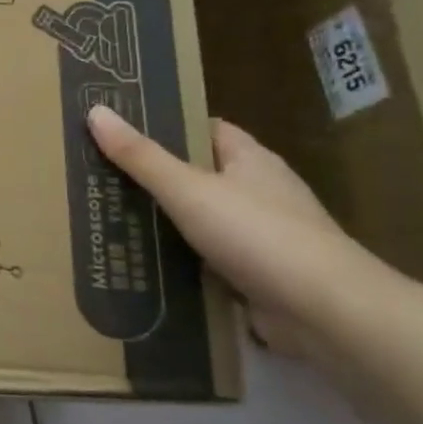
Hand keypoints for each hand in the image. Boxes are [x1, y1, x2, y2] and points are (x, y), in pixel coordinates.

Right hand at [86, 106, 381, 355]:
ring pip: (201, 220)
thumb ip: (140, 156)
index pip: (206, 129)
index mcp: (252, 160)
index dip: (166, 125)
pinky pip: (207, 259)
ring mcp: (262, 237)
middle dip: (154, 177)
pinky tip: (141, 264)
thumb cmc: (258, 234)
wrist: (326, 312)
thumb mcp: (187, 189)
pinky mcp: (258, 276)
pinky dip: (178, 261)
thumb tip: (95, 111)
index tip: (120, 129)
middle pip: (199, 175)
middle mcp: (260, 192)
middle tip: (98, 176)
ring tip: (107, 219)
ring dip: (164, 222)